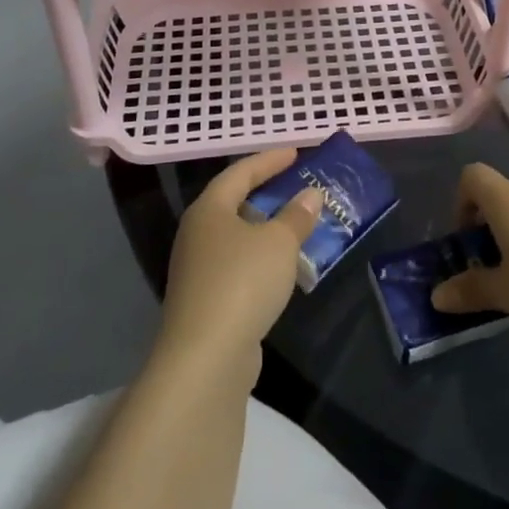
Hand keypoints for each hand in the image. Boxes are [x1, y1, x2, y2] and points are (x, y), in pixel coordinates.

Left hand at [157, 149, 321, 380]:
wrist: (206, 356)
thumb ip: (296, 216)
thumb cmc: (242, 282)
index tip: (296, 152)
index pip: (240, 172)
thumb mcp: (279, 242)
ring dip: (267, 227)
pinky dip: (262, 257)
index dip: (269, 160)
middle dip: (267, 192)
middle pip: (234, 202)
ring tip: (298, 223)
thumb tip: (310, 194)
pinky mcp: (207, 299)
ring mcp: (199, 269)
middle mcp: (198, 234)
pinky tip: (283, 266)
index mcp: (209, 210)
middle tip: (297, 184)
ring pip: (237, 236)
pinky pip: (239, 264)